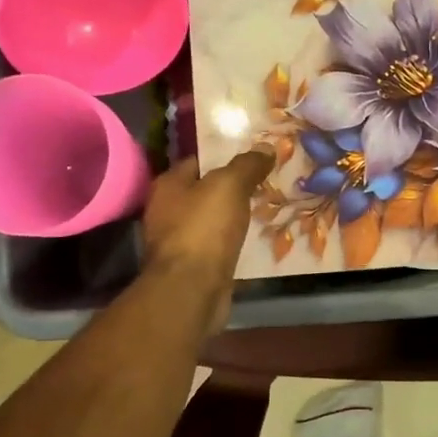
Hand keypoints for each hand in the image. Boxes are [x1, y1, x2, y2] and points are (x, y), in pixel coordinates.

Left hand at [141, 149, 275, 333]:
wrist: (192, 289)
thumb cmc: (204, 229)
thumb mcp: (230, 185)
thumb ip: (247, 165)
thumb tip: (265, 147)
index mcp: (168, 185)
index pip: (199, 160)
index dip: (227, 156)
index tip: (256, 157)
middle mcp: (167, 210)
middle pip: (207, 191)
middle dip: (236, 187)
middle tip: (269, 182)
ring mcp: (179, 241)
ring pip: (215, 220)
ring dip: (237, 216)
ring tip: (270, 208)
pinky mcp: (194, 266)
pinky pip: (220, 245)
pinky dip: (237, 241)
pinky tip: (259, 239)